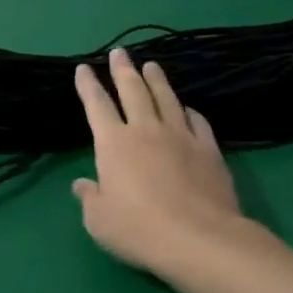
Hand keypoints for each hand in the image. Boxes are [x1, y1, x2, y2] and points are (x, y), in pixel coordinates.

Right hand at [73, 49, 275, 278]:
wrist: (201, 240)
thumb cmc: (140, 230)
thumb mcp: (99, 221)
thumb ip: (90, 198)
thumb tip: (83, 185)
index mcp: (113, 143)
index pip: (96, 105)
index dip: (88, 84)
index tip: (83, 68)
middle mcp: (146, 131)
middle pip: (133, 90)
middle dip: (123, 69)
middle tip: (120, 52)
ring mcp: (181, 137)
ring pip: (166, 98)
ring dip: (157, 80)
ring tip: (152, 66)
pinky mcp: (209, 151)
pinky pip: (197, 121)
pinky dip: (188, 110)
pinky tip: (187, 107)